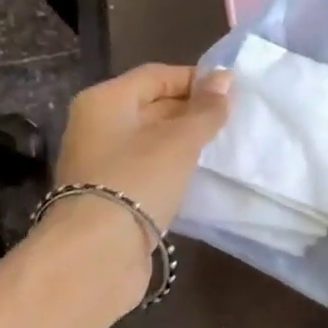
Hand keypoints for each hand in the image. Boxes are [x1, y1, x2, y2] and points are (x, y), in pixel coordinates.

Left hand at [53, 64, 231, 228]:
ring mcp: (100, 162)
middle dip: (190, 112)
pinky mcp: (108, 195)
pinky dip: (170, 169)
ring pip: (149, 141)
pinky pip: (145, 170)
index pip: (156, 75)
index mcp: (105, 100)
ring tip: (219, 148)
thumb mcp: (180, 140)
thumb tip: (225, 77)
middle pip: (150, 106)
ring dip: (182, 143)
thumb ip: (205, 110)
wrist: (98, 251)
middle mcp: (96, 126)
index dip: (194, 80)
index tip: (231, 92)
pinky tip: (195, 178)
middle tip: (230, 122)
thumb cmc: (138, 180)